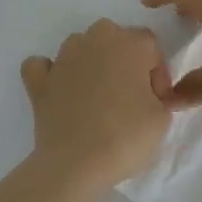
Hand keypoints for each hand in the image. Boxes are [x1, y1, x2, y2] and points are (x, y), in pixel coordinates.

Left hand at [20, 19, 172, 186]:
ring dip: (90, 64)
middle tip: (130, 97)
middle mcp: (95, 38)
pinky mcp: (40, 79)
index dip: (157, 74)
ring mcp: (63, 56)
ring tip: (97, 99)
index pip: (151, 46)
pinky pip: (43, 66)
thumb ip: (159, 95)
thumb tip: (146, 94)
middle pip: (115, 39)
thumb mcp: (162, 119)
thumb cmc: (126, 136)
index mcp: (129, 43)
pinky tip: (59, 90)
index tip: (157, 102)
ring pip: (81, 47)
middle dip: (124, 62)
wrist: (76, 162)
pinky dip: (50, 74)